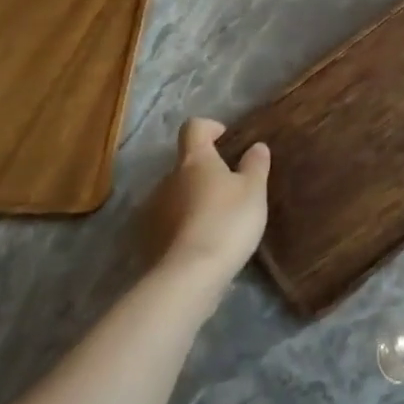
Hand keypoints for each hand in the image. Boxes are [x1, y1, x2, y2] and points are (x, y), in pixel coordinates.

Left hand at [146, 119, 269, 290]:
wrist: (189, 276)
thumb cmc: (227, 222)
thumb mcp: (254, 191)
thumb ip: (255, 165)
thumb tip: (256, 146)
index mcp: (194, 160)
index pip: (193, 127)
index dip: (209, 127)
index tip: (225, 138)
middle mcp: (167, 179)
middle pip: (185, 164)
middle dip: (204, 172)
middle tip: (229, 189)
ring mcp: (153, 210)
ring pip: (175, 194)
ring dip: (192, 200)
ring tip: (216, 221)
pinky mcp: (147, 240)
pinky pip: (168, 223)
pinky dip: (182, 226)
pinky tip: (201, 243)